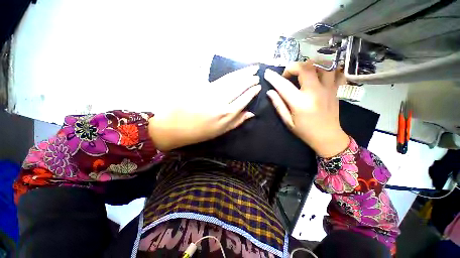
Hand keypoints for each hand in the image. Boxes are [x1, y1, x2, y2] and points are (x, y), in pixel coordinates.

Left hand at [148, 65, 260, 150]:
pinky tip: (234, 72)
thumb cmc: (199, 132)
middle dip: (249, 78)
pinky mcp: (200, 85)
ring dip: (241, 73)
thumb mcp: (220, 131)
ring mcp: (210, 91)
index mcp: (226, 114)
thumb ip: (237, 121)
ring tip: (250, 68)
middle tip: (257, 72)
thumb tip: (251, 113)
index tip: (258, 86)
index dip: (252, 91)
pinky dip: (229, 74)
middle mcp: (221, 101)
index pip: (244, 99)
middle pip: (239, 86)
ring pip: (230, 80)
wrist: (173, 126)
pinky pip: (219, 78)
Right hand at [265, 61, 348, 156]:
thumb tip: (270, 92)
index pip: (284, 85)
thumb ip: (278, 105)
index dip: (274, 78)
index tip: (267, 73)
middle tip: (287, 75)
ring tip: (302, 72)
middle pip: (305, 68)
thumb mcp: (288, 121)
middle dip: (293, 67)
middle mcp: (315, 92)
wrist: (328, 137)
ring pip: (322, 65)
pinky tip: (319, 74)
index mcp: (300, 103)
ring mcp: (328, 89)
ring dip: (310, 65)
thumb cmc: (305, 131)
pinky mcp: (335, 89)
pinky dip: (327, 69)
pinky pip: (336, 72)